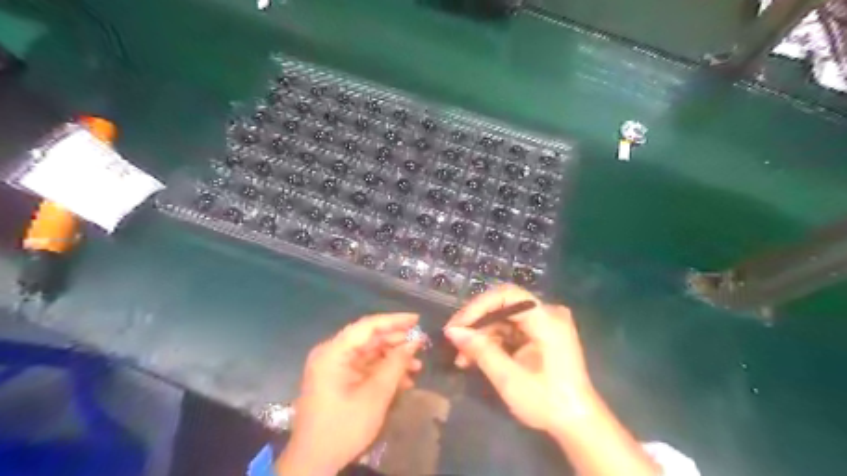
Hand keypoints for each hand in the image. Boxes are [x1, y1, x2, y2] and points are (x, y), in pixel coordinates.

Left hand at [279, 314, 422, 473]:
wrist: (314, 463)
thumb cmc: (343, 426)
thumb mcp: (375, 395)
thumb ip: (395, 365)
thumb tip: (414, 343)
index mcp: (334, 352)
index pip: (368, 326)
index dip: (394, 320)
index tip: (417, 319)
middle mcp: (332, 354)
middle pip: (369, 338)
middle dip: (396, 342)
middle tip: (421, 345)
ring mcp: (334, 367)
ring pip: (369, 353)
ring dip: (393, 359)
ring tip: (417, 366)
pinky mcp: (337, 380)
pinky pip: (364, 368)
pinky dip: (383, 371)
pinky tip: (404, 381)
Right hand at [445, 285, 589, 437]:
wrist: (577, 424)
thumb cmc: (547, 402)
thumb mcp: (509, 379)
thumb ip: (481, 350)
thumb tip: (452, 331)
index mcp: (547, 319)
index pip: (507, 296)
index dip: (478, 306)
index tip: (456, 326)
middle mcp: (548, 314)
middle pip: (504, 305)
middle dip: (476, 322)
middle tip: (454, 340)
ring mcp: (545, 323)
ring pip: (504, 318)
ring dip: (481, 335)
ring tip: (461, 357)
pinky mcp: (541, 334)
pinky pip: (511, 329)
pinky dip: (492, 342)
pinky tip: (475, 357)